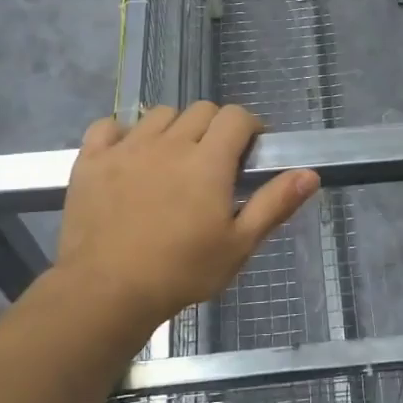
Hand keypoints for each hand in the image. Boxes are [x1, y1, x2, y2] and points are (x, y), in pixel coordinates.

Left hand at [54, 102, 318, 347]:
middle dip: (215, 127)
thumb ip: (274, 204)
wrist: (106, 293)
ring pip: (159, 114)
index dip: (249, 127)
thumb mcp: (238, 245)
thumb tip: (310, 173)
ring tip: (173, 161)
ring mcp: (126, 147)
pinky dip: (121, 133)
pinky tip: (128, 156)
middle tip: (214, 162)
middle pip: (201, 110)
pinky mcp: (92, 160)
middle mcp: (169, 143)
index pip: (236, 117)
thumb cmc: (181, 272)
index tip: (250, 151)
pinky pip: (108, 126)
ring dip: (173, 128)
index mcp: (208, 161)